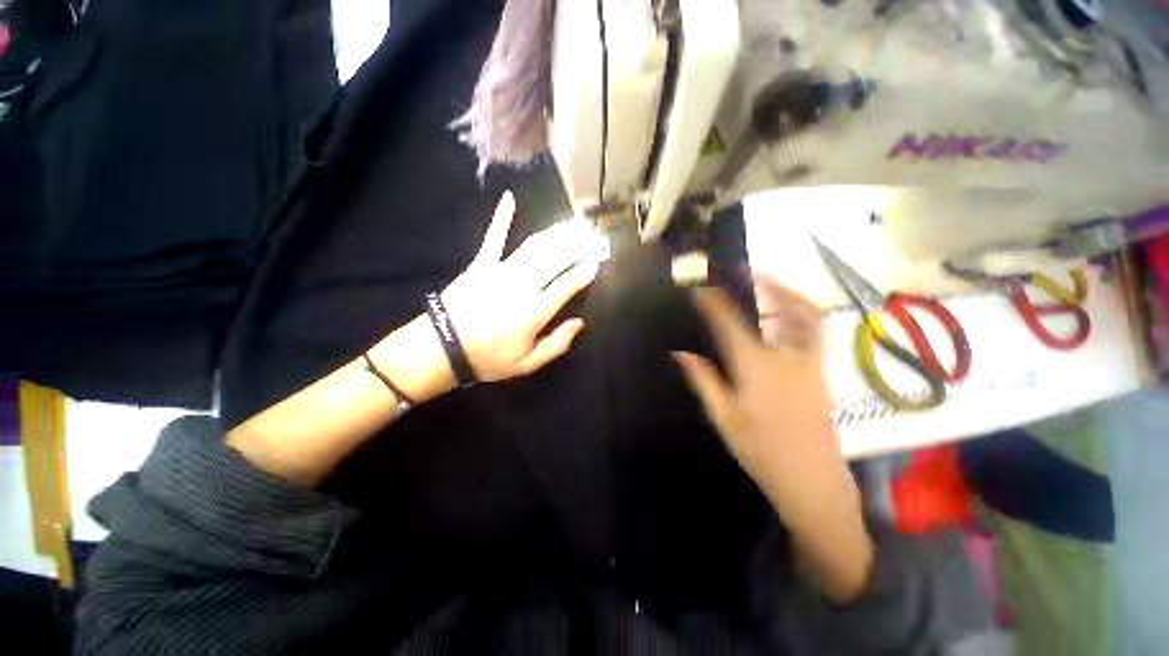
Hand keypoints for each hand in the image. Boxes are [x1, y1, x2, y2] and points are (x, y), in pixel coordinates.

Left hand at [440, 191, 599, 381]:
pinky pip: (494, 238)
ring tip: (572, 223)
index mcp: (535, 310)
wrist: (442, 348)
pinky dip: (502, 218)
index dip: (584, 272)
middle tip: (592, 236)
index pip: (568, 284)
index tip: (597, 261)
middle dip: (578, 247)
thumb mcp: (527, 363)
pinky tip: (510, 198)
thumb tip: (579, 323)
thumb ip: (557, 344)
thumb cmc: (488, 358)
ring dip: (556, 233)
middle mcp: (523, 285)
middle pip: (556, 260)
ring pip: (535, 246)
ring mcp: (501, 271)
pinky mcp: (481, 264)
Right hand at [674, 278, 841, 513]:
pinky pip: (813, 331)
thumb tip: (681, 353)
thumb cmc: (761, 449)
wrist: (811, 479)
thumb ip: (703, 380)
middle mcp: (788, 357)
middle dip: (768, 284)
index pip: (731, 324)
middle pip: (786, 309)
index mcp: (757, 367)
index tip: (702, 289)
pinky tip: (782, 317)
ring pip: (809, 317)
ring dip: (789, 294)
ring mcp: (810, 363)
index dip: (715, 303)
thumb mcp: (723, 416)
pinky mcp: (820, 371)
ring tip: (769, 284)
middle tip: (749, 272)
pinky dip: (800, 314)